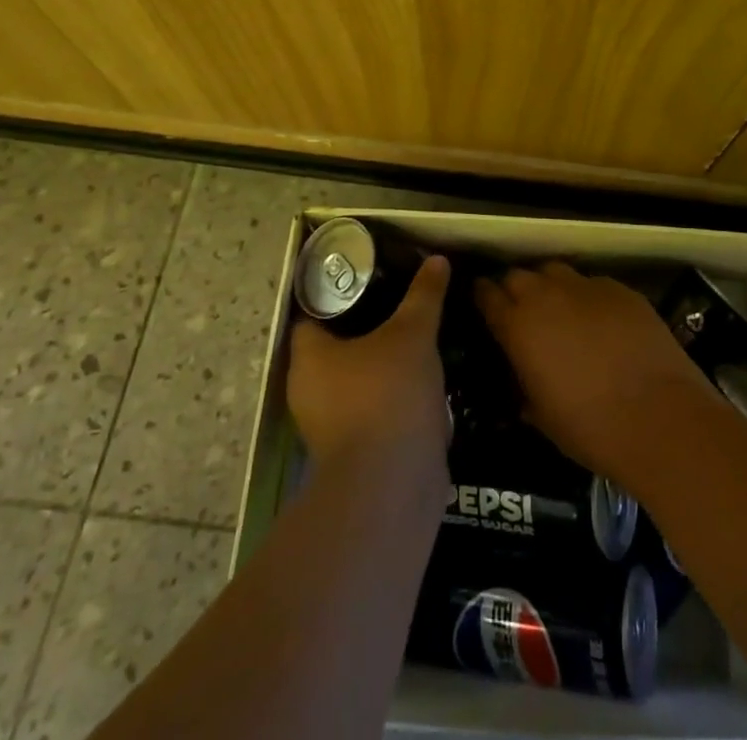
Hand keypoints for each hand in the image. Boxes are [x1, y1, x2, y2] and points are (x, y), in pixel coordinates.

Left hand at [286, 255, 450, 482]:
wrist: (392, 486)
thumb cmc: (388, 394)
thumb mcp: (413, 333)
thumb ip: (424, 295)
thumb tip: (437, 259)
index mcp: (309, 356)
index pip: (314, 314)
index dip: (339, 293)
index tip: (371, 279)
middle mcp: (309, 391)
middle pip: (337, 348)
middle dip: (368, 329)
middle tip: (401, 305)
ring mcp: (330, 427)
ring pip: (357, 383)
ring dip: (383, 367)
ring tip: (418, 341)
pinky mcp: (354, 454)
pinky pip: (373, 413)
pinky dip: (393, 399)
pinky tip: (423, 385)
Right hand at [474, 262, 718, 486]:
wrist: (661, 418)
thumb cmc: (591, 429)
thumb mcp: (542, 418)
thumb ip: (524, 389)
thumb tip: (523, 380)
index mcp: (518, 327)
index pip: (487, 295)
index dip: (483, 297)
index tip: (483, 303)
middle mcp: (547, 296)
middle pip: (518, 275)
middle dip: (514, 289)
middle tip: (521, 312)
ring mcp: (587, 287)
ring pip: (555, 271)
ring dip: (549, 286)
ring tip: (559, 310)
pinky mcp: (621, 289)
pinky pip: (593, 283)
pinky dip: (587, 296)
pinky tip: (600, 320)